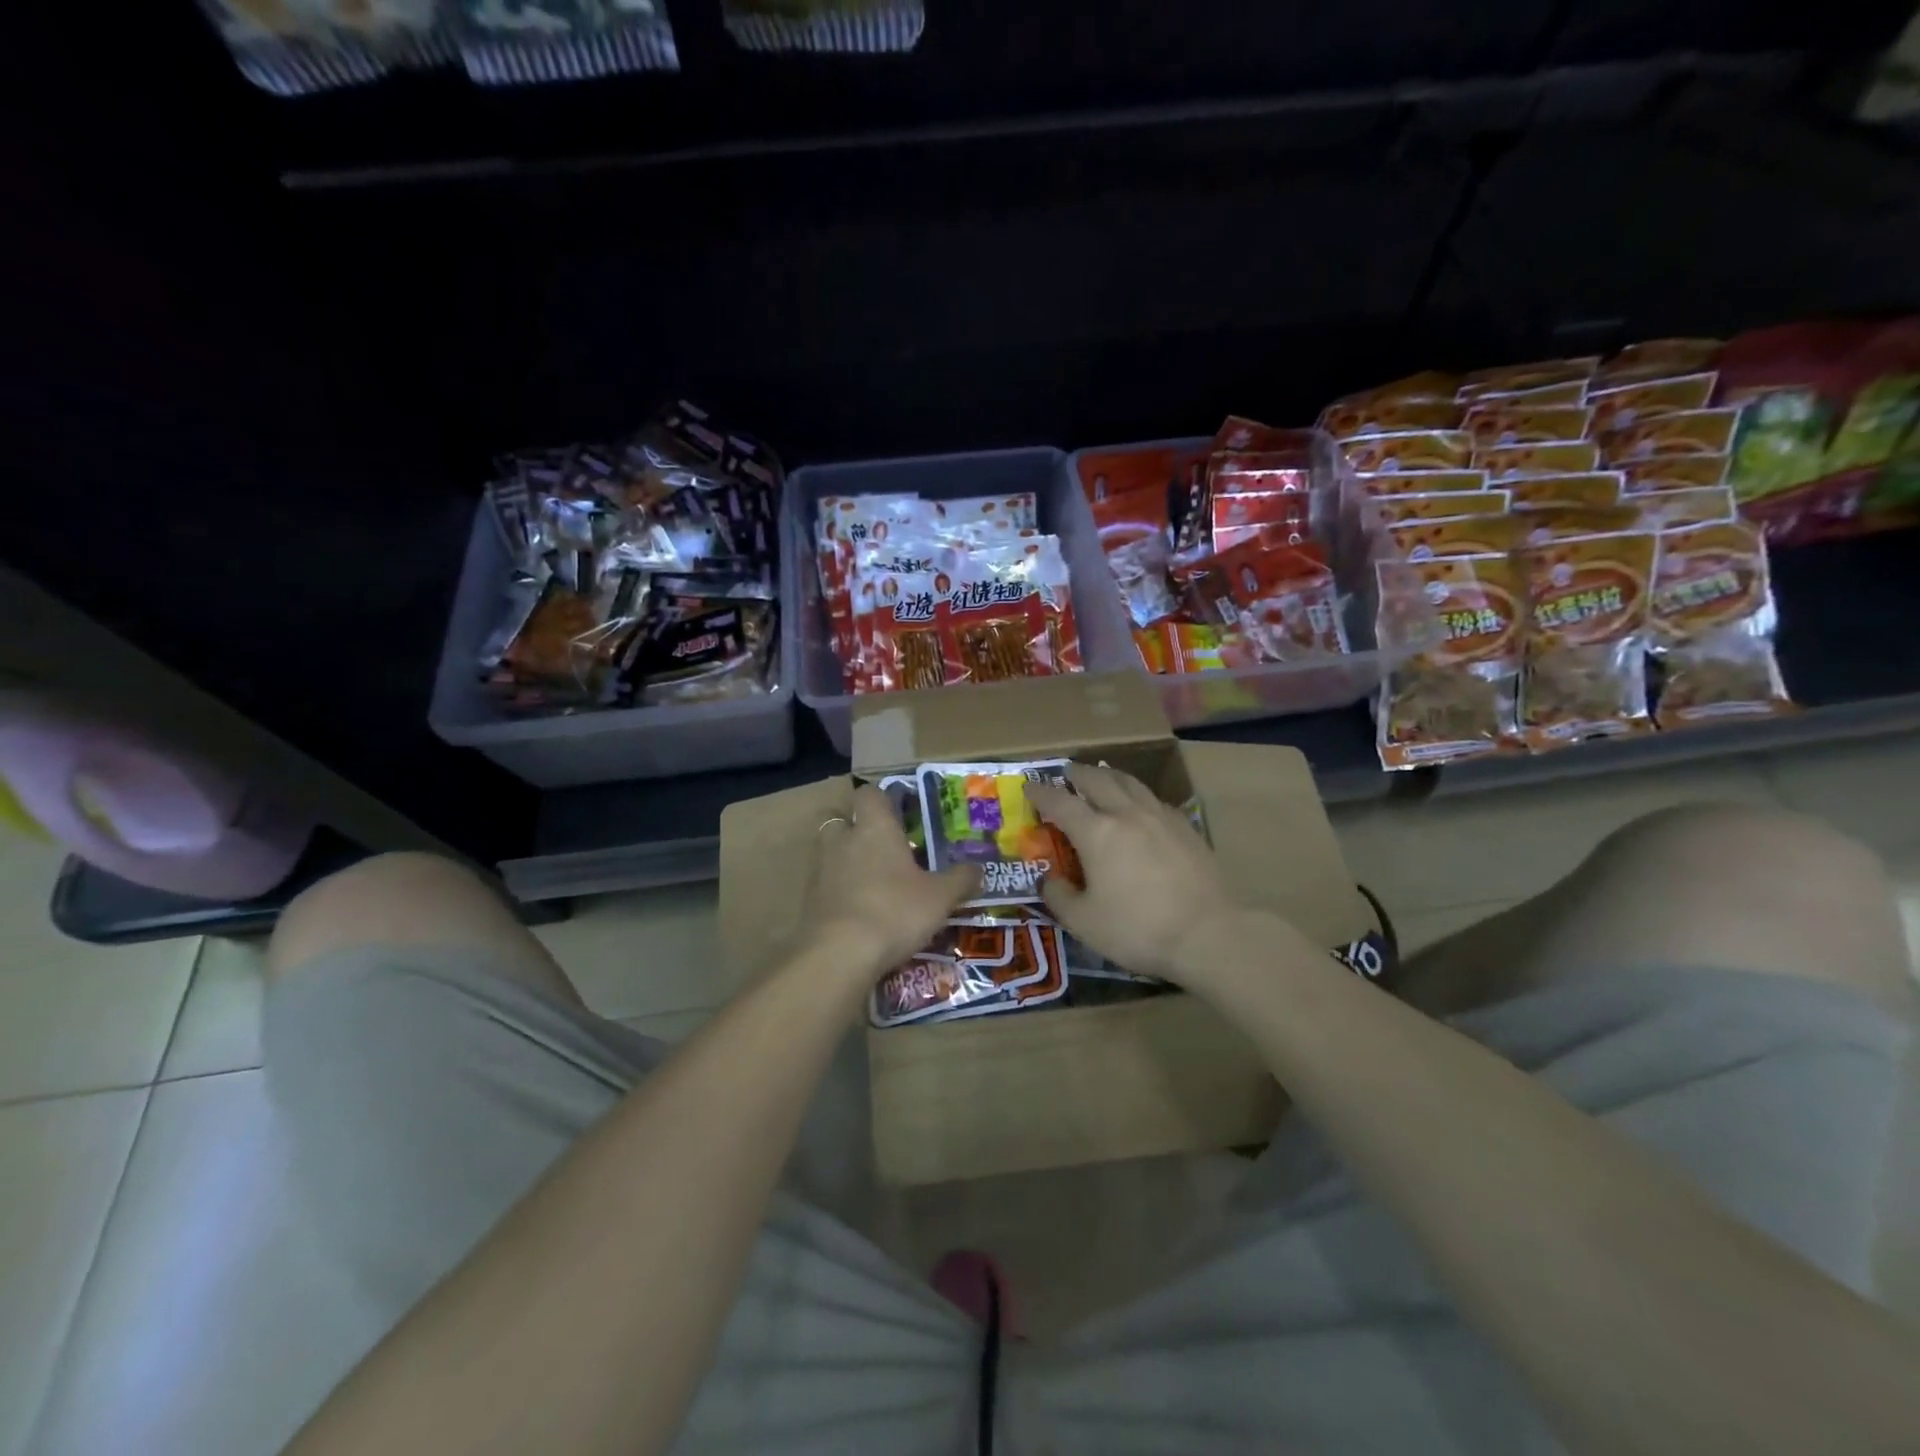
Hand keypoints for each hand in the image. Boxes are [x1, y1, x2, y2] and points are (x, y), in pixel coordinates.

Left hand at [805, 785, 980, 977]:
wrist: (839, 955)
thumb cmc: (894, 911)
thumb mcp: (940, 898)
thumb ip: (960, 880)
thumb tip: (978, 869)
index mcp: (874, 828)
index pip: (869, 793)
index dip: (882, 799)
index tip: (900, 813)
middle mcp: (842, 840)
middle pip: (840, 819)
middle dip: (856, 829)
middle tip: (882, 848)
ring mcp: (820, 870)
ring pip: (830, 853)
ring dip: (846, 862)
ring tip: (873, 884)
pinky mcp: (809, 901)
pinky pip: (825, 886)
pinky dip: (839, 893)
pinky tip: (860, 913)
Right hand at [1026, 763, 1236, 980]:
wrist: (1207, 935)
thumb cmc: (1137, 929)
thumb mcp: (1083, 922)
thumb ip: (1059, 896)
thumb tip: (1049, 880)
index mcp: (1096, 832)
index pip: (1060, 802)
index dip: (1041, 792)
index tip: (1029, 786)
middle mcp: (1127, 814)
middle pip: (1098, 780)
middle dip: (1077, 774)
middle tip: (1066, 773)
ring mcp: (1160, 818)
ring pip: (1130, 783)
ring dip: (1109, 776)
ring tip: (1101, 776)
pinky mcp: (1186, 829)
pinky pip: (1154, 800)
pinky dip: (1137, 796)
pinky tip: (1140, 807)